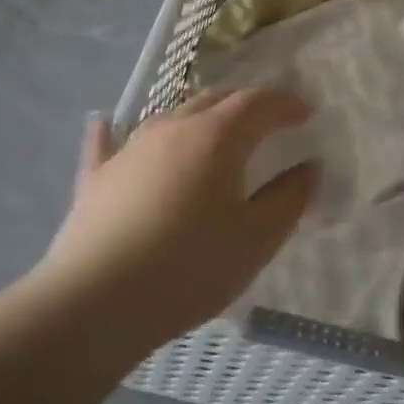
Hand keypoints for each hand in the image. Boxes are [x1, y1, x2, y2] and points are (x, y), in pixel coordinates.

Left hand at [34, 88, 317, 353]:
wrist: (94, 303)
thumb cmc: (188, 269)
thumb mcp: (256, 240)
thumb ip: (289, 198)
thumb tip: (309, 167)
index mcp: (216, 136)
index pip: (258, 102)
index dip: (286, 103)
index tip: (307, 113)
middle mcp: (172, 127)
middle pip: (215, 99)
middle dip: (247, 104)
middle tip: (269, 122)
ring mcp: (129, 149)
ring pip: (171, 116)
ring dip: (200, 117)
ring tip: (214, 132)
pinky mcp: (97, 177)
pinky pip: (108, 143)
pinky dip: (115, 131)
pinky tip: (104, 122)